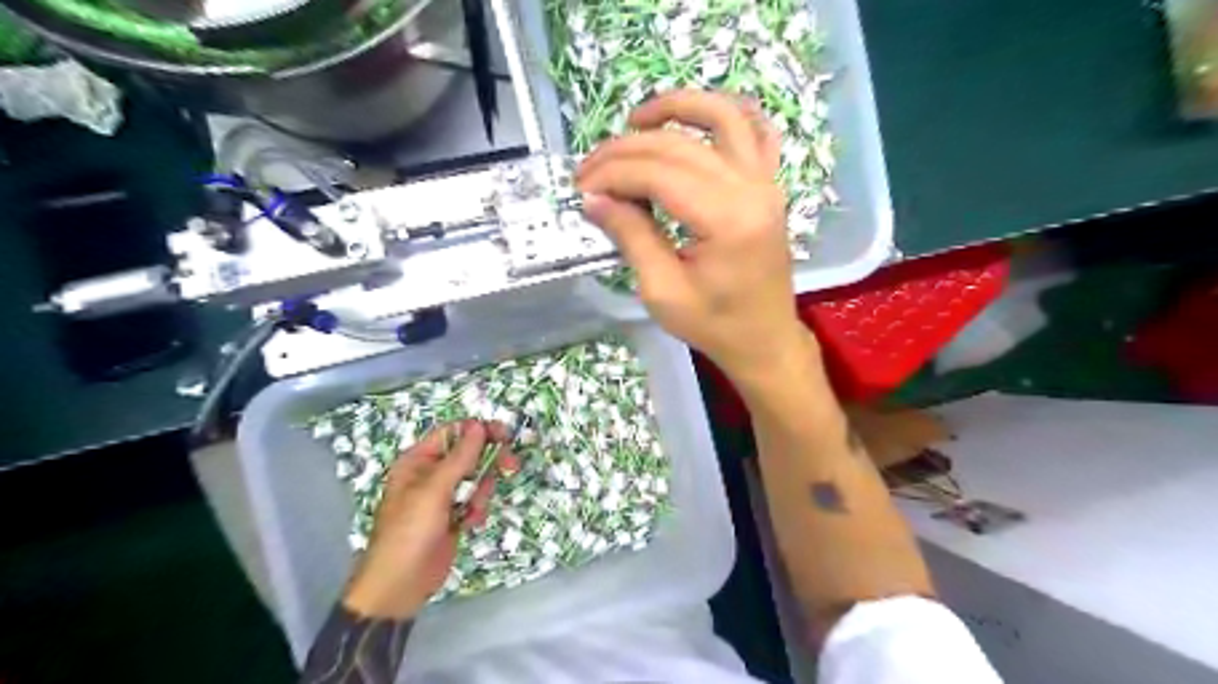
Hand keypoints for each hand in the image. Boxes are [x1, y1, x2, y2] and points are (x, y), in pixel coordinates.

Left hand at [342, 419, 518, 621]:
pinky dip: (477, 510)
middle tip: (512, 466)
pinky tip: (470, 524)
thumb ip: (460, 457)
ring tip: (472, 510)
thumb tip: (478, 425)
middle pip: (469, 454)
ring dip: (482, 492)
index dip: (478, 431)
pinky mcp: (453, 516)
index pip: (453, 433)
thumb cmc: (410, 532)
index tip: (505, 436)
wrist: (400, 585)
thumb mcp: (434, 490)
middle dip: (489, 462)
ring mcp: (443, 497)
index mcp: (418, 461)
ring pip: (476, 479)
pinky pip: (475, 501)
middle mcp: (431, 474)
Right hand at [576, 87, 815, 381]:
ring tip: (636, 121)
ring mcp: (766, 181)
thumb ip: (631, 236)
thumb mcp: (662, 291)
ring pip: (723, 116)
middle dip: (625, 149)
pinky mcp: (769, 185)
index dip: (613, 173)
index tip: (581, 188)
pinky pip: (756, 130)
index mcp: (727, 220)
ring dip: (676, 107)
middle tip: (589, 169)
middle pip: (679, 144)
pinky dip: (725, 114)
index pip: (658, 173)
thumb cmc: (715, 325)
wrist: (764, 339)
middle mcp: (751, 188)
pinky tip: (695, 121)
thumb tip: (594, 198)